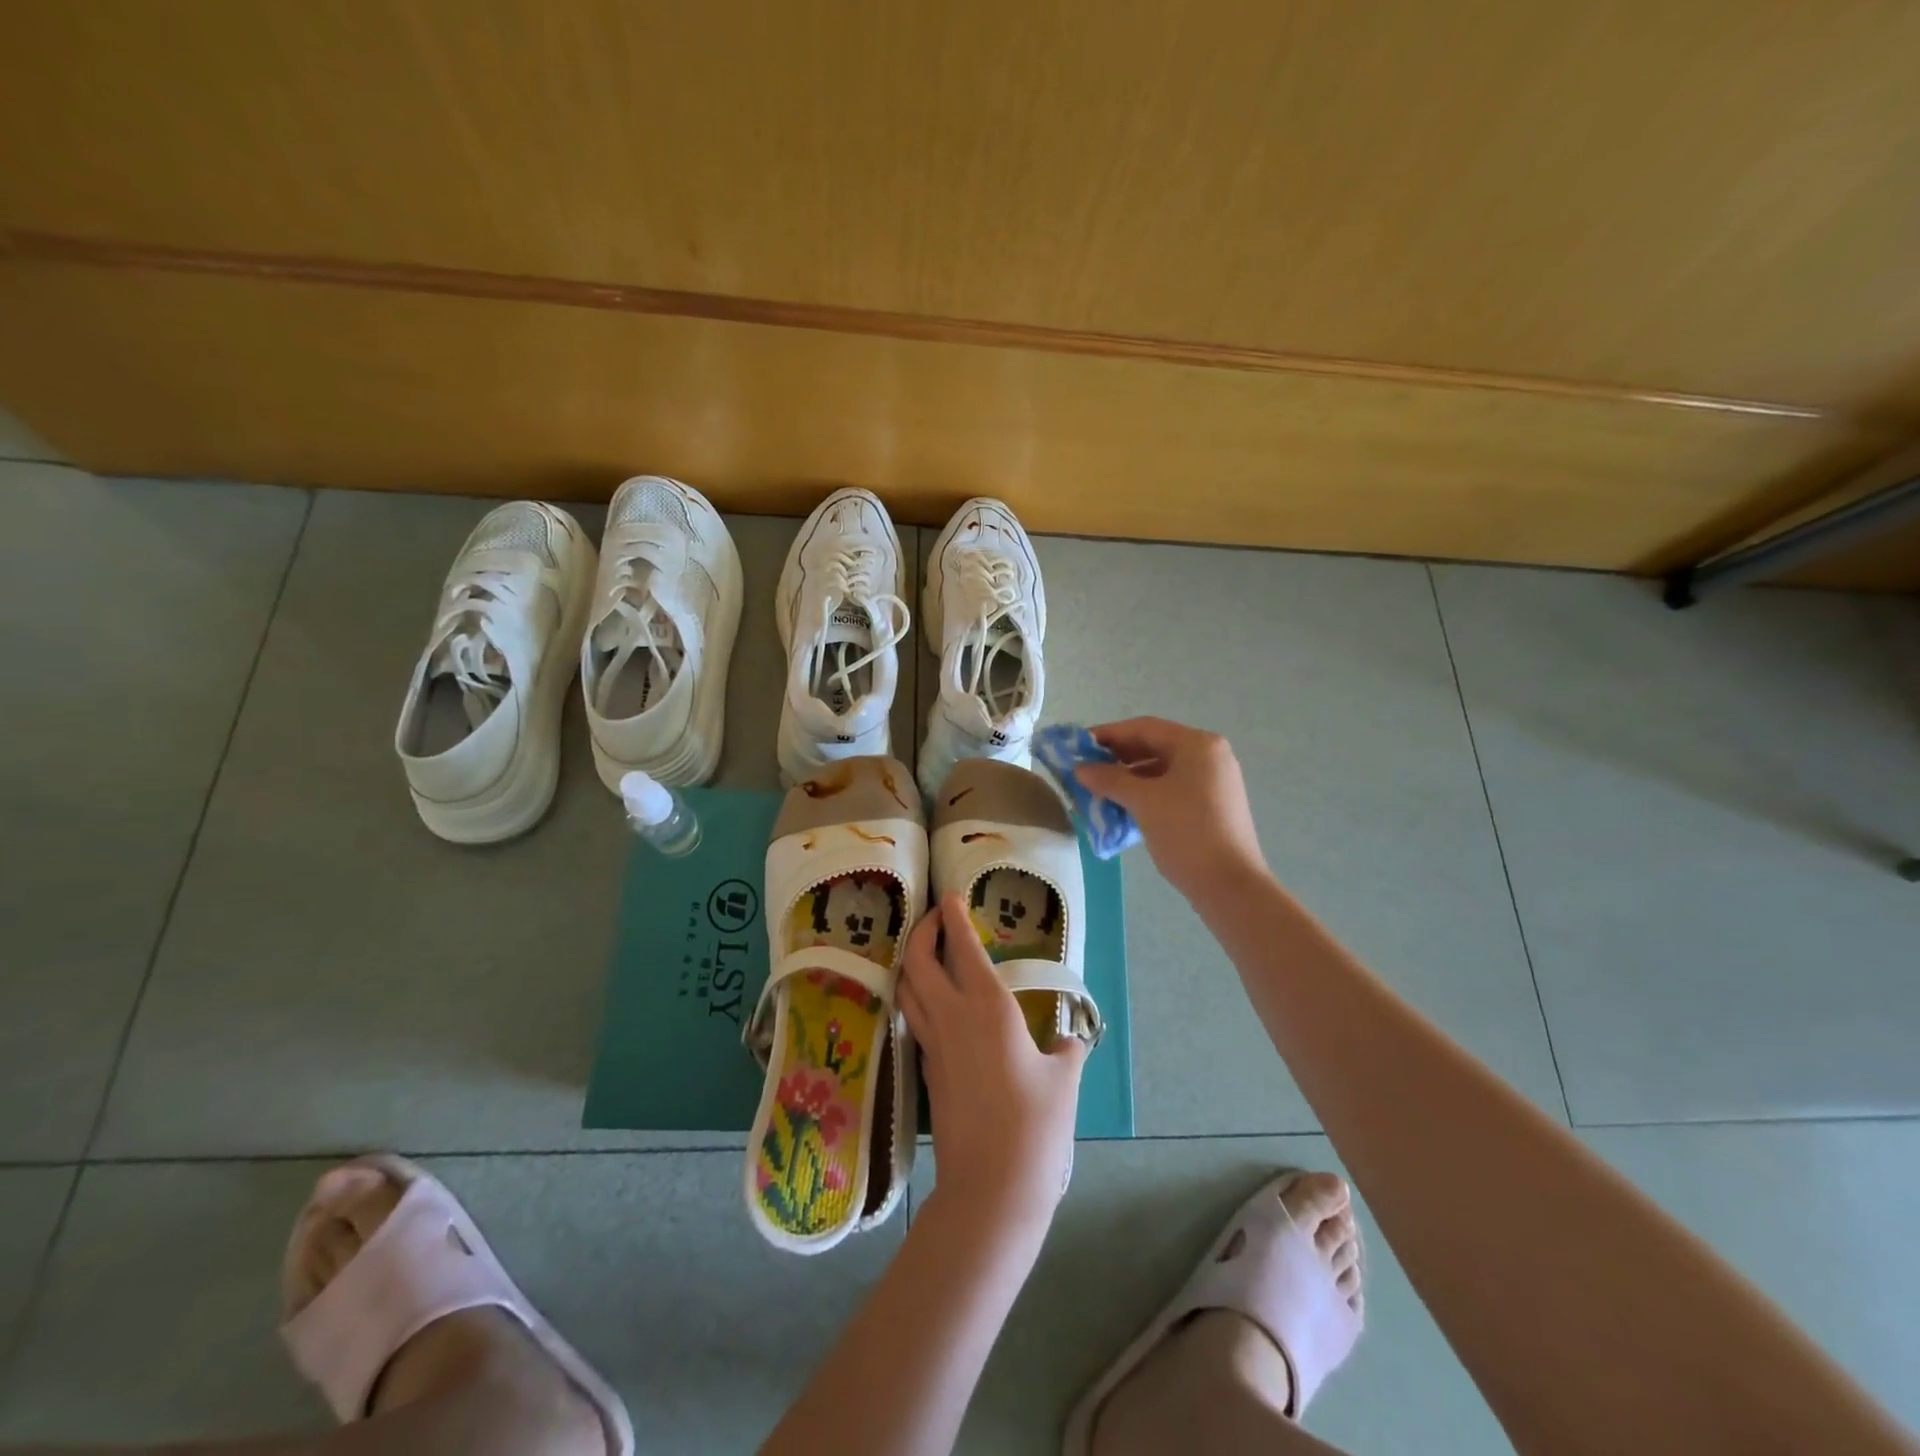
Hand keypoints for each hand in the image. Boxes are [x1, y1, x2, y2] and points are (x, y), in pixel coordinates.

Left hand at [898, 895, 1086, 1233]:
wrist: (991, 1188)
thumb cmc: (1035, 1126)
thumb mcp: (1063, 1080)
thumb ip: (1065, 1049)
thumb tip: (1067, 1040)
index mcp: (987, 1007)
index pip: (962, 947)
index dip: (953, 917)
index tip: (951, 897)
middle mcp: (951, 1016)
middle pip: (917, 960)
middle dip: (922, 931)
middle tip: (936, 918)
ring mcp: (933, 1044)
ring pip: (906, 988)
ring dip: (912, 962)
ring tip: (928, 952)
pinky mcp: (926, 1070)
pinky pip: (914, 1018)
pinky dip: (917, 997)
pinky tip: (935, 1003)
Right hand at [1075, 717, 1266, 901]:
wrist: (1229, 886)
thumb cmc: (1186, 832)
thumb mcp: (1143, 802)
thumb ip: (1109, 779)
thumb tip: (1080, 769)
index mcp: (1197, 745)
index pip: (1144, 728)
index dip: (1107, 734)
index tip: (1077, 745)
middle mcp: (1209, 756)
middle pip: (1154, 747)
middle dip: (1117, 758)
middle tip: (1085, 769)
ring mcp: (1214, 782)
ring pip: (1161, 770)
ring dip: (1128, 778)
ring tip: (1098, 791)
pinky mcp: (1212, 807)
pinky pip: (1171, 789)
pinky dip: (1145, 794)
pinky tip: (1122, 808)